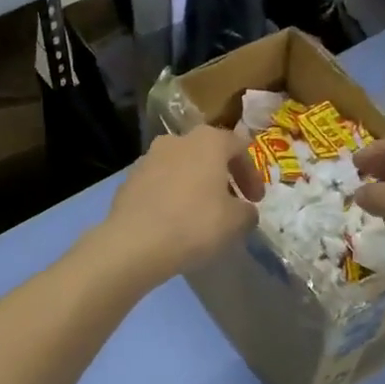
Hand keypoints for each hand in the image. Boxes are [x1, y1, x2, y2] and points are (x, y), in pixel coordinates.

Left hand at [99, 127, 261, 281]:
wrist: (134, 243)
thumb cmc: (194, 224)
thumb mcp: (235, 222)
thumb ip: (248, 211)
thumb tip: (245, 210)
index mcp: (207, 141)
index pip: (239, 147)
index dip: (252, 174)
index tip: (256, 200)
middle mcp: (177, 140)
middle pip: (208, 153)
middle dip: (222, 176)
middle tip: (231, 203)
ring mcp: (148, 157)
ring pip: (181, 167)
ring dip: (195, 185)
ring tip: (201, 213)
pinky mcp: (129, 179)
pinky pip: (159, 183)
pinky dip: (172, 195)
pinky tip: (174, 220)